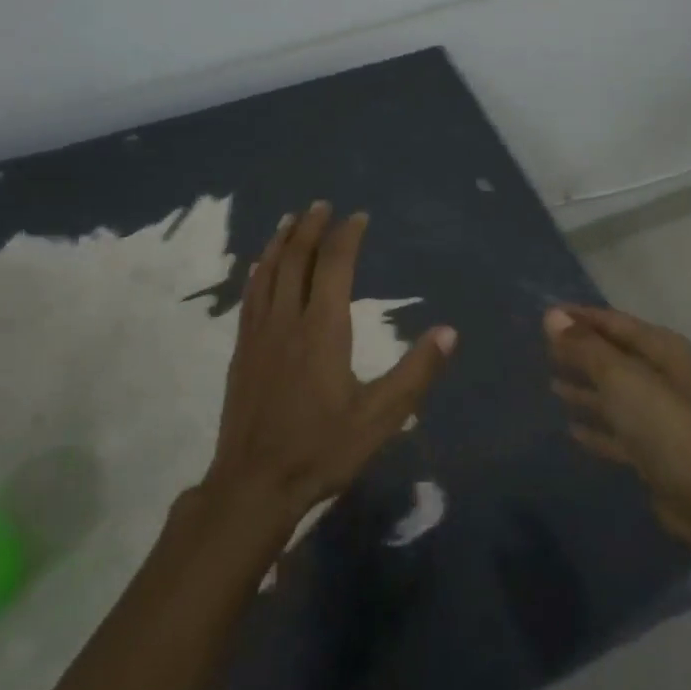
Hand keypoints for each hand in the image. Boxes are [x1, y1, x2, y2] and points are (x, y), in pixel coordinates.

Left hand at [205, 203, 456, 526]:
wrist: (254, 484)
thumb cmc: (322, 449)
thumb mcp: (380, 418)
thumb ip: (415, 373)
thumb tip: (448, 332)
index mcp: (322, 330)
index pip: (334, 266)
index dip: (347, 237)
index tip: (358, 216)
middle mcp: (287, 321)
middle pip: (296, 260)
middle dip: (310, 228)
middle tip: (321, 204)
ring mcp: (259, 335)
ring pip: (268, 273)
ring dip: (281, 242)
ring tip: (291, 220)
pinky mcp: (242, 351)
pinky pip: (250, 297)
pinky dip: (258, 272)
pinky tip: (259, 266)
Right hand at [546, 304, 690, 545]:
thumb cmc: (663, 424)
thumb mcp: (620, 377)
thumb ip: (585, 346)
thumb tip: (552, 315)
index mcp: (662, 349)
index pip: (613, 322)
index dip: (580, 317)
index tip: (545, 315)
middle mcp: (663, 376)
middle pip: (613, 356)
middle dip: (580, 351)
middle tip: (542, 348)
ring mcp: (659, 415)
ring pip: (614, 393)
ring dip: (585, 388)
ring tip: (551, 385)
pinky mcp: (652, 451)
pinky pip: (616, 430)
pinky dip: (596, 427)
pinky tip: (571, 429)